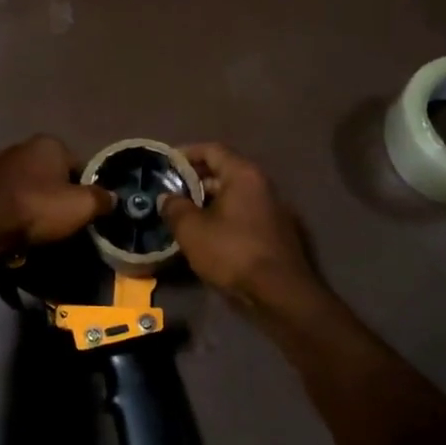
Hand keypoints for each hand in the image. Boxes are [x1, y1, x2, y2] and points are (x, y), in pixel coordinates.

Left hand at [0, 135, 114, 248]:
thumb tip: (112, 198)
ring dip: (26, 199)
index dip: (83, 189)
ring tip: (30, 227)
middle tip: (57, 221)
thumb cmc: (37, 208)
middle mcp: (21, 145)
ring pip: (21, 183)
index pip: (77, 165)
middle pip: (48, 173)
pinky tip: (5, 225)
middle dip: (53, 193)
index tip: (82, 212)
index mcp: (49, 144)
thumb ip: (101, 199)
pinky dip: (3, 207)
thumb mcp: (81, 207)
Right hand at [160, 143, 324, 316]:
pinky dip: (223, 217)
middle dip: (195, 180)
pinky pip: (243, 214)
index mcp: (243, 174)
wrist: (280, 295)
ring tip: (183, 215)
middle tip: (170, 193)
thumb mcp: (192, 230)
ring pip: (233, 195)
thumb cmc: (232, 252)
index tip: (165, 164)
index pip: (211, 149)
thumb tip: (167, 198)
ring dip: (208, 202)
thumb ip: (174, 208)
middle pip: (223, 172)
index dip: (185, 153)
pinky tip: (206, 235)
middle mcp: (262, 184)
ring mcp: (273, 209)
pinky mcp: (276, 232)